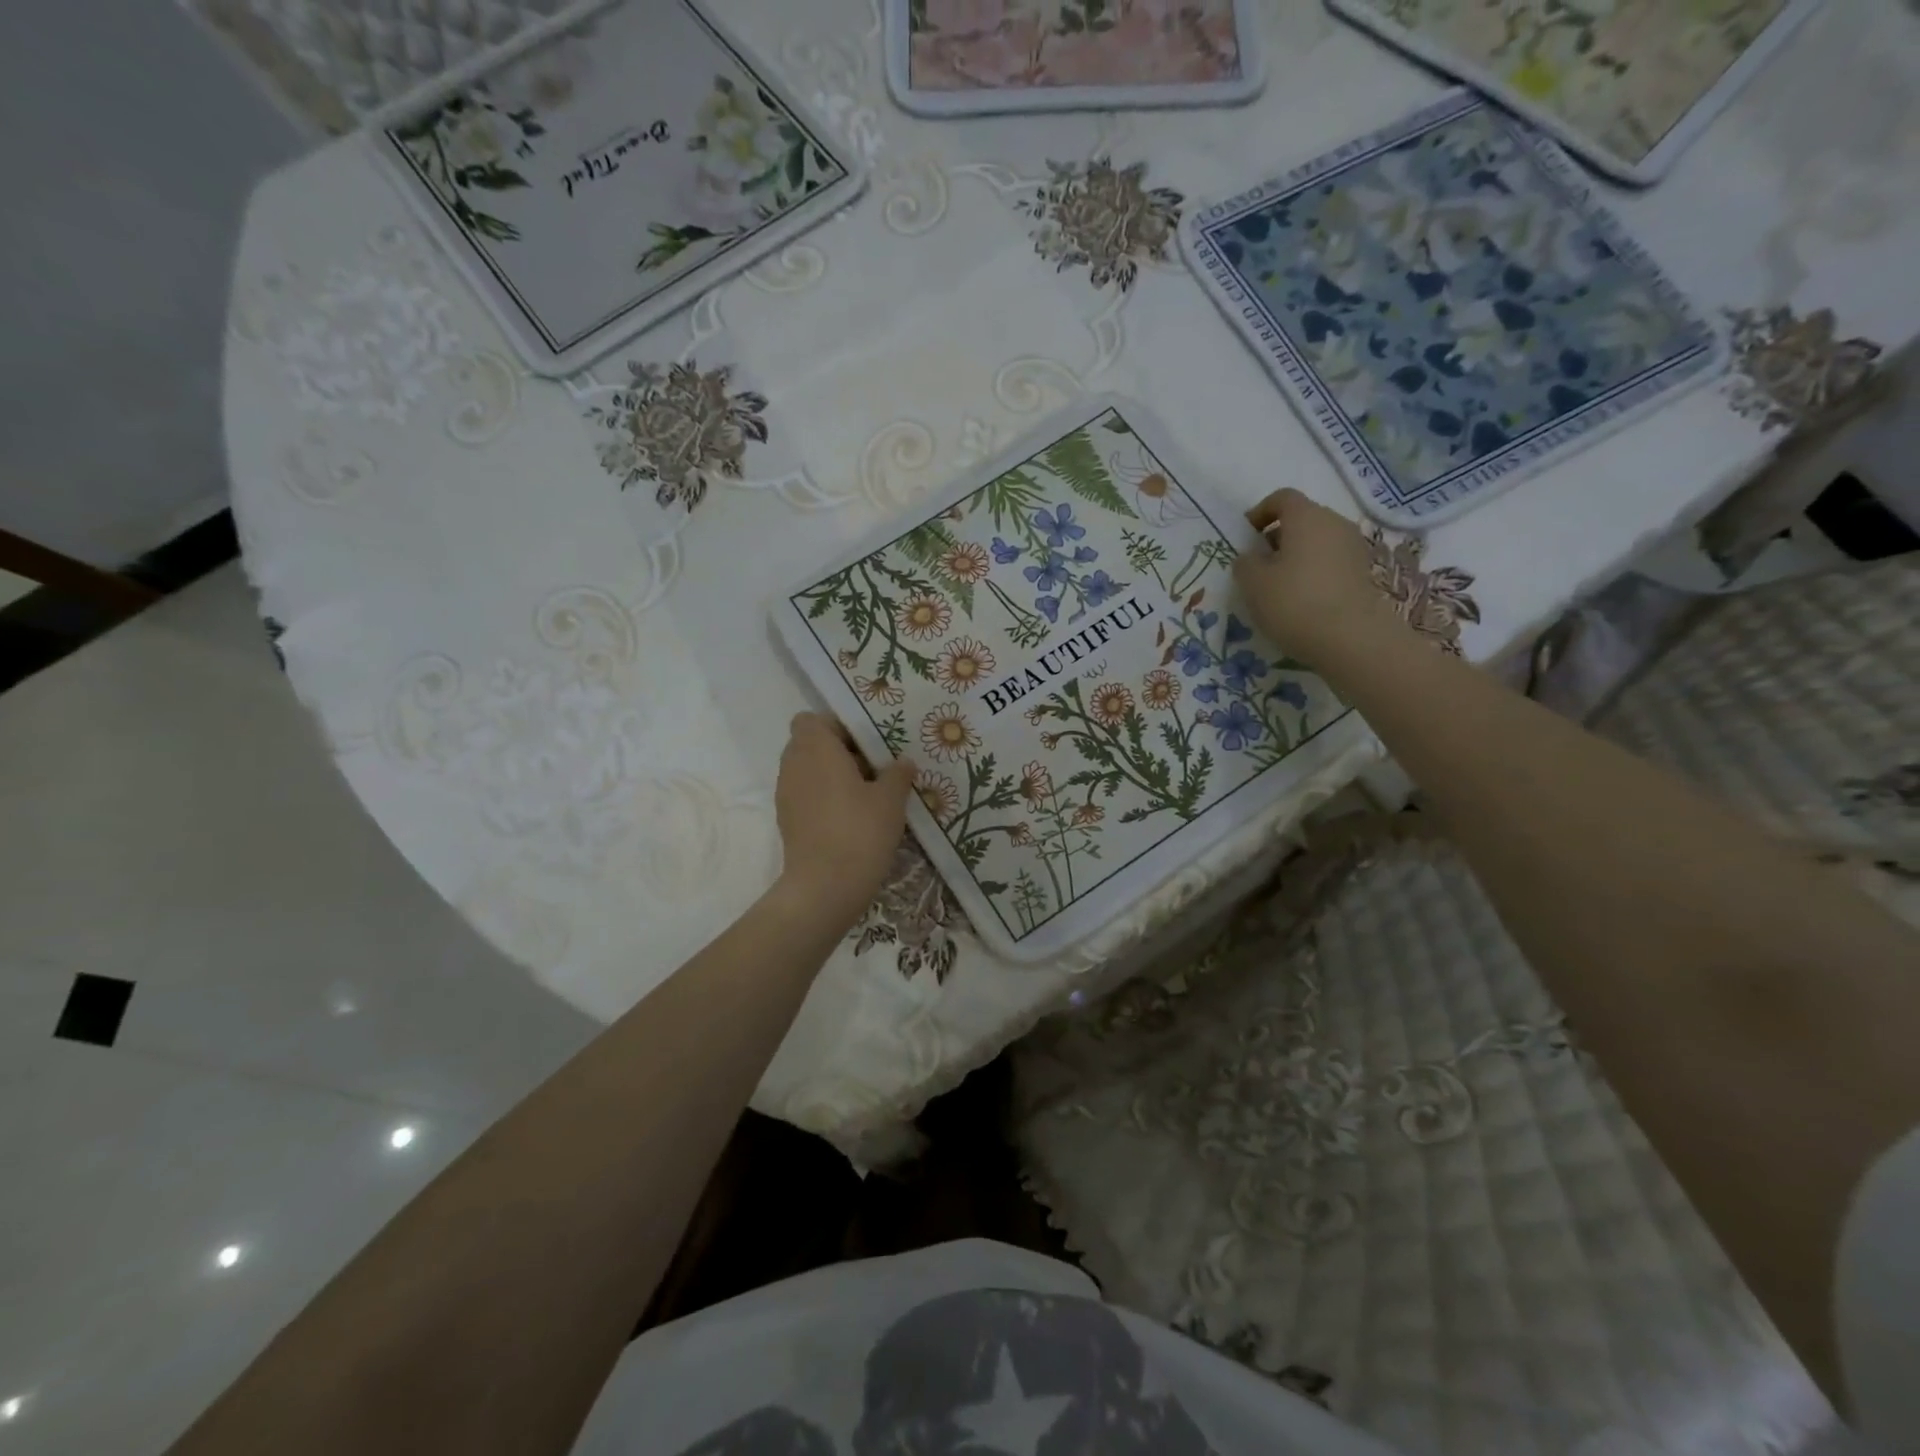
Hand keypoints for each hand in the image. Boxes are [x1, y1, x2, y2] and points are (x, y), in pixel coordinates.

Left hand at [773, 713, 915, 928]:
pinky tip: (852, 817)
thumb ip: (898, 774)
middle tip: (873, 768)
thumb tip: (903, 763)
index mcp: (816, 748)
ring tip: (866, 794)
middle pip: (811, 744)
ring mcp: (786, 793)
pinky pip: (806, 795)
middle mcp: (794, 764)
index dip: (839, 726)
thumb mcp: (891, 799)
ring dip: (832, 775)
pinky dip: (824, 798)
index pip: (813, 719)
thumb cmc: (860, 831)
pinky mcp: (787, 820)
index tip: (868, 744)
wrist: (825, 887)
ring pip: (808, 770)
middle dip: (839, 751)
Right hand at [1234, 488, 1401, 669]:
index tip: (1245, 537)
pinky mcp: (1362, 572)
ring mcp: (1353, 547)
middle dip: (1278, 536)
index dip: (1260, 513)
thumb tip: (1251, 557)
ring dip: (1296, 556)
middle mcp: (1334, 523)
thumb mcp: (1252, 583)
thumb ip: (1245, 563)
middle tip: (1259, 564)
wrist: (1350, 638)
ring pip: (1317, 541)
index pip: (1282, 498)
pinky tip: (1301, 599)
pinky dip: (1313, 572)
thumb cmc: (1294, 602)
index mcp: (1306, 516)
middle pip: (1302, 519)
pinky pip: (1330, 562)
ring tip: (1278, 585)